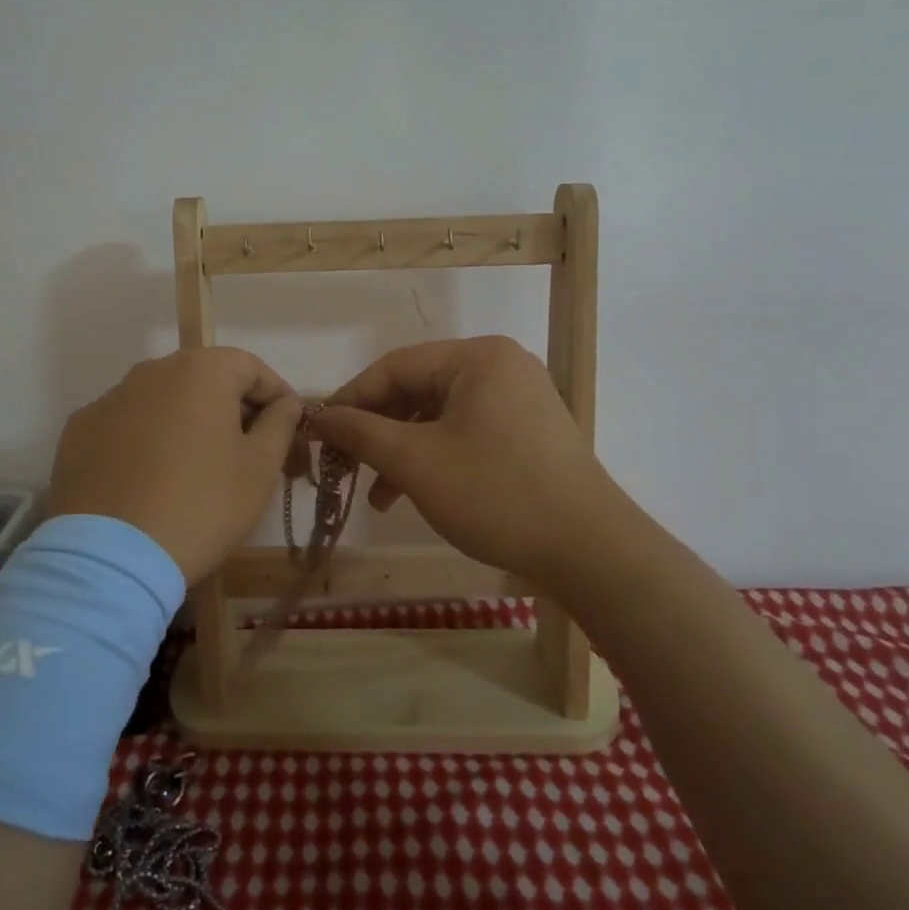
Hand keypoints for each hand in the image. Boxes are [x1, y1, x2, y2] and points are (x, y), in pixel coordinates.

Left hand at [46, 348, 301, 583]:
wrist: (111, 558)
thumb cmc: (202, 506)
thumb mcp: (260, 468)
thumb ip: (280, 423)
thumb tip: (285, 403)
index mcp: (200, 370)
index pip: (251, 367)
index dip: (275, 396)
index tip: (286, 430)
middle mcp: (152, 371)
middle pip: (204, 378)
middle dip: (231, 407)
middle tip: (246, 450)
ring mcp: (110, 398)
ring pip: (163, 399)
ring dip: (186, 421)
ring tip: (196, 467)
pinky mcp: (79, 430)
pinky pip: (126, 424)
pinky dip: (145, 439)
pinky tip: (149, 479)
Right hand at [308, 337, 621, 583]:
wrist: (590, 551)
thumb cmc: (496, 494)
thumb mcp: (416, 462)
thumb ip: (362, 432)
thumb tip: (318, 417)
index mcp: (477, 357)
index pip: (395, 366)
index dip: (352, 399)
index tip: (320, 433)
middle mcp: (500, 366)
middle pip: (418, 389)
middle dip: (378, 430)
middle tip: (345, 464)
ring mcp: (519, 399)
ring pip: (440, 416)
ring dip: (403, 450)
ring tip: (376, 495)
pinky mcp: (528, 432)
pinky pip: (466, 432)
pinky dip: (435, 458)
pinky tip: (413, 494)